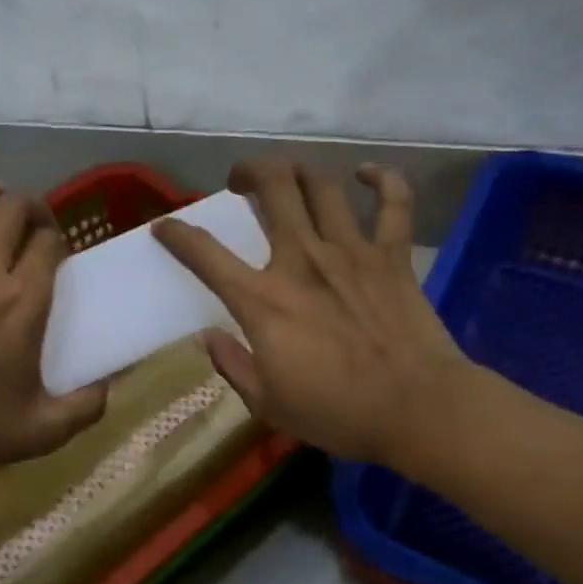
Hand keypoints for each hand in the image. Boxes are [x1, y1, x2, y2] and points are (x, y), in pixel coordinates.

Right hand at [151, 161, 469, 470]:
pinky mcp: (392, 256)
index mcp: (263, 300)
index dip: (176, 234)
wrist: (418, 410)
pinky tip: (367, 173)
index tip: (164, 227)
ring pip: (320, 184)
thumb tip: (208, 337)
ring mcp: (350, 251)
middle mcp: (301, 259)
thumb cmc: (339, 413)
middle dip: (249, 172)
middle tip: (240, 182)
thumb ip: (233, 365)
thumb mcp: (268, 404)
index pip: (204, 254)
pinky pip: (393, 203)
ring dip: (298, 170)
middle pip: (272, 187)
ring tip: (288, 176)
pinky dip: (383, 179)